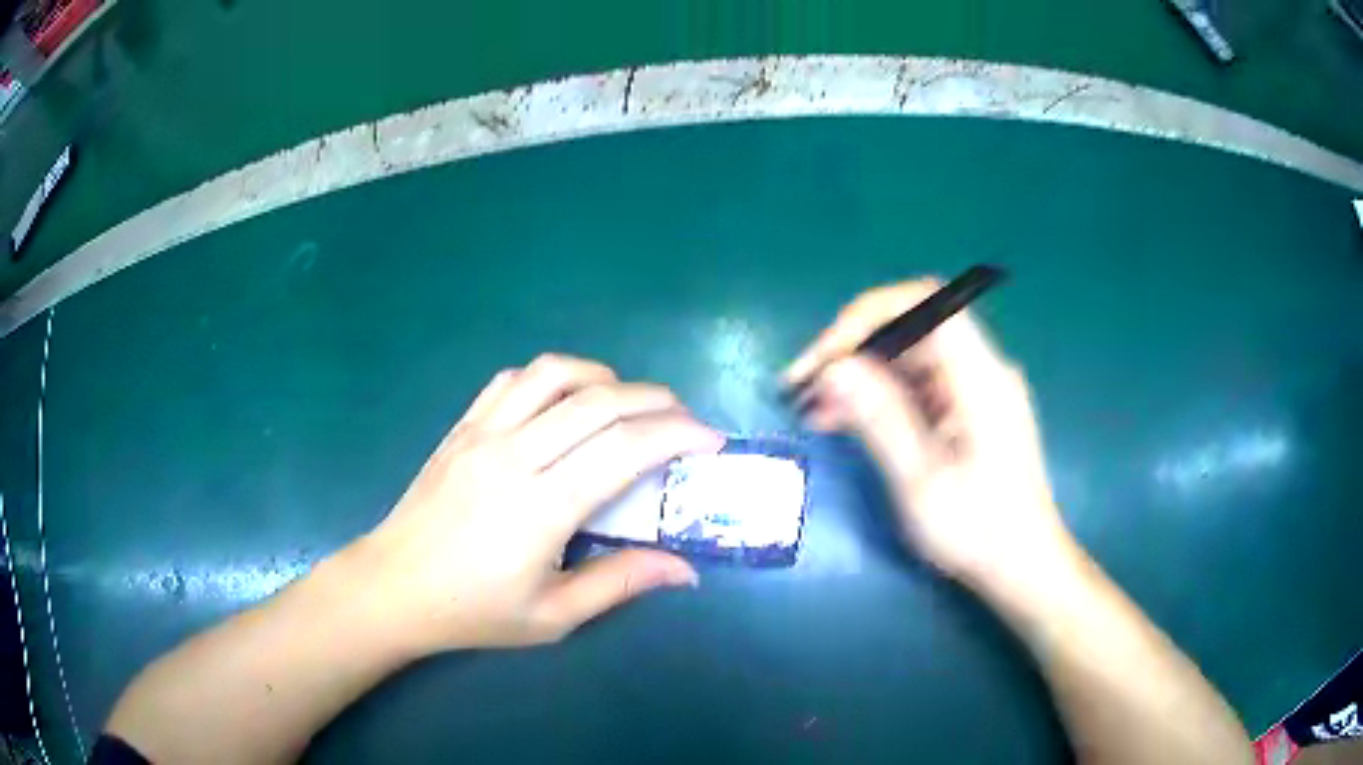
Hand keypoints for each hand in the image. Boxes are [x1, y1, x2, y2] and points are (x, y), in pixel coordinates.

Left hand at [351, 354, 723, 654]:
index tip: (710, 441)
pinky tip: (565, 400)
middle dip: (656, 400)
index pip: (624, 449)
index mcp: (541, 507)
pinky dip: (552, 377)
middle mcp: (513, 456)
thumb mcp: (553, 615)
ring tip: (628, 403)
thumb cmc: (474, 610)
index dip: (677, 435)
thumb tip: (684, 569)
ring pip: (553, 374)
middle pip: (599, 401)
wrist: (394, 587)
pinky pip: (512, 380)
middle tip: (683, 420)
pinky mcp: (461, 427)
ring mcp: (482, 433)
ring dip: (604, 376)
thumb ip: (621, 584)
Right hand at [784, 280, 1074, 589]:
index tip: (825, 355)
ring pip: (909, 357)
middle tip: (803, 383)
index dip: (869, 315)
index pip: (926, 304)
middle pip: (913, 327)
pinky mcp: (966, 410)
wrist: (1022, 565)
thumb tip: (834, 368)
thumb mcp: (921, 482)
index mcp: (981, 378)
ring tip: (811, 405)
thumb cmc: (977, 532)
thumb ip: (880, 419)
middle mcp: (981, 370)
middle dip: (854, 347)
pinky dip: (878, 396)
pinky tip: (841, 418)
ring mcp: (974, 389)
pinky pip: (917, 386)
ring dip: (860, 374)